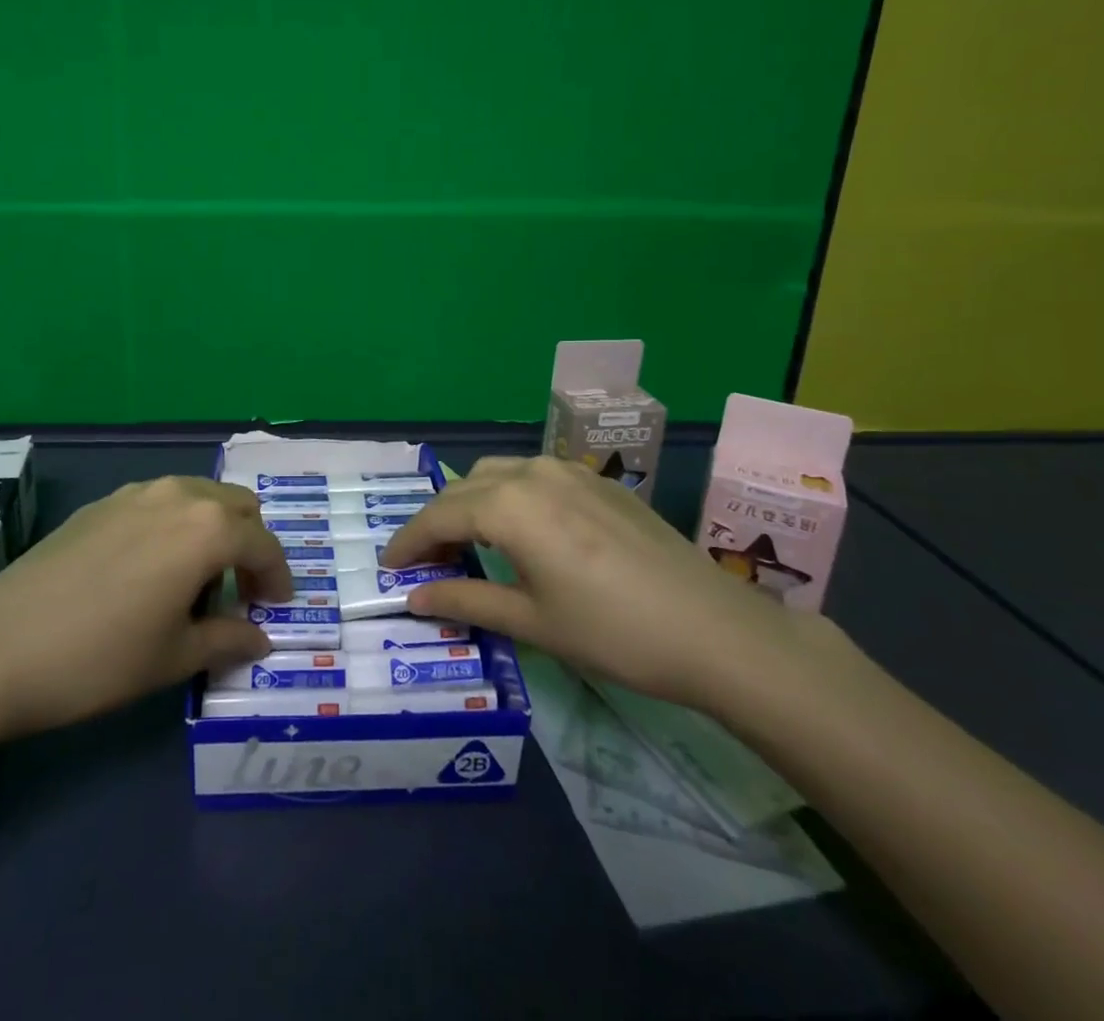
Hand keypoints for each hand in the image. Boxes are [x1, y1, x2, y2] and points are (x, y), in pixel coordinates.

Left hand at [0, 476, 291, 746]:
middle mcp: (178, 495)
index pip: (263, 544)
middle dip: (249, 545)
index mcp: (206, 529)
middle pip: (237, 506)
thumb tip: (259, 637)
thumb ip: (227, 640)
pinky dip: (175, 526)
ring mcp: (135, 493)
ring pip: (197, 497)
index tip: (277, 608)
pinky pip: (159, 502)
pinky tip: (149, 569)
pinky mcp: (101, 503)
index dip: (278, 577)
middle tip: (238, 592)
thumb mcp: (174, 658)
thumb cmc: (100, 659)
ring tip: (195, 581)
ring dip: (212, 530)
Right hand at [379, 456, 806, 710]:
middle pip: (463, 489)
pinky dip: (506, 496)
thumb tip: (413, 597)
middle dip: (437, 523)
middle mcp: (531, 473)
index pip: (439, 516)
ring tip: (469, 545)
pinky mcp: (596, 480)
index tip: (389, 567)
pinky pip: (531, 476)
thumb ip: (465, 599)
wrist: (714, 630)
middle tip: (428, 565)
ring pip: (496, 474)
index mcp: (509, 505)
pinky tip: (519, 532)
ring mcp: (567, 471)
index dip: (408, 541)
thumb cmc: (613, 632)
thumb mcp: (531, 622)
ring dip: (471, 503)